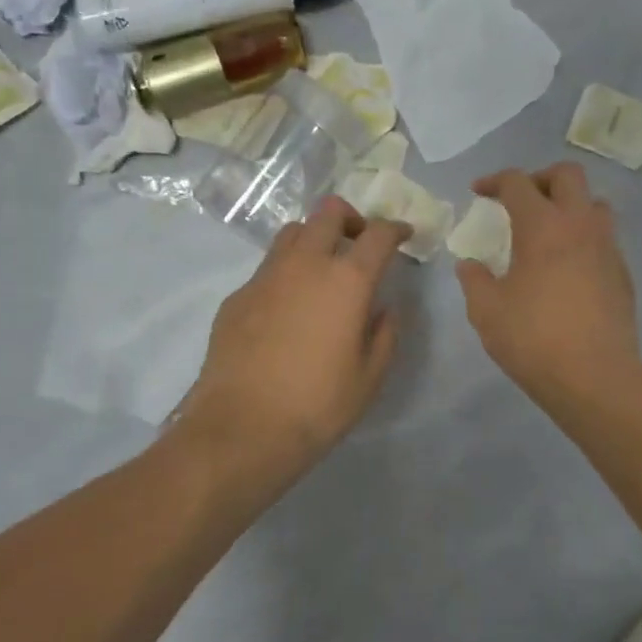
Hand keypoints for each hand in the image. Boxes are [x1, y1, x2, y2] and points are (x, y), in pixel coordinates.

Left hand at [177, 197, 409, 500]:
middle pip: (328, 213)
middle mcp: (305, 265)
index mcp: (346, 281)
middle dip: (351, 219)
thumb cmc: (318, 405)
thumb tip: (383, 308)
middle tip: (359, 243)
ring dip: (314, 238)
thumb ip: (385, 333)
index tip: (404, 235)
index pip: (378, 234)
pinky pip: (267, 268)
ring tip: (322, 268)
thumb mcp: (370, 376)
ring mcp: (265, 277)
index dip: (396, 229)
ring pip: (292, 232)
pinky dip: (286, 272)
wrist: (242, 429)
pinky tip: (288, 308)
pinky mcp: (237, 296)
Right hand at [456, 163, 641, 410]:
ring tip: (549, 231)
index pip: (518, 183)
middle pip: (567, 175)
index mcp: (542, 226)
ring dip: (570, 206)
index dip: (494, 181)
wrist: (595, 377)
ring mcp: (607, 248)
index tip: (479, 192)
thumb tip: (470, 264)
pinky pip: (605, 239)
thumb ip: (474, 280)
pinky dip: (584, 239)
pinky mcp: (623, 273)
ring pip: (595, 204)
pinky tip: (568, 269)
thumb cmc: (533, 339)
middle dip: (540, 178)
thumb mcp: (487, 311)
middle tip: (521, 200)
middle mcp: (580, 225)